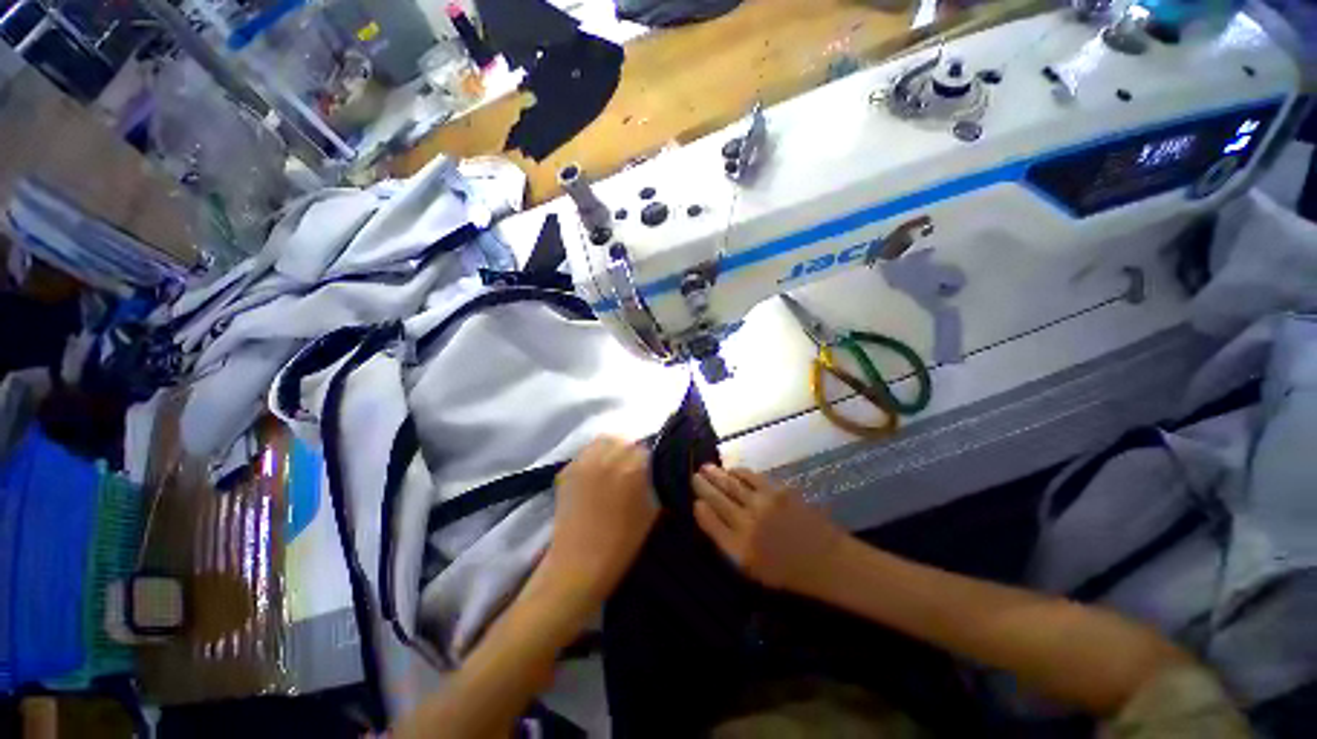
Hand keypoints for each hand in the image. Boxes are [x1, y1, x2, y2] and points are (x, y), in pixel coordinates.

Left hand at [543, 436, 658, 603]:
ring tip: (612, 467)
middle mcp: (607, 457)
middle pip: (622, 439)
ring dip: (610, 449)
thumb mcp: (651, 511)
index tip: (648, 469)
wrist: (578, 565)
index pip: (645, 448)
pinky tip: (594, 476)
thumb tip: (655, 470)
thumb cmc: (622, 543)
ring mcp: (584, 462)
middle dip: (629, 450)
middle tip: (631, 467)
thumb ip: (654, 483)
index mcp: (632, 467)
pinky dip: (592, 458)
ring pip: (601, 441)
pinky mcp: (566, 471)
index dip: (648, 459)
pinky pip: (584, 454)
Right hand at [692, 465, 845, 590]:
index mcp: (739, 550)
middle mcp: (747, 524)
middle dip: (703, 486)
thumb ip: (728, 543)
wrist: (826, 560)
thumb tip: (709, 515)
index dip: (700, 509)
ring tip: (706, 467)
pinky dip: (738, 472)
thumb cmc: (788, 570)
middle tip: (694, 475)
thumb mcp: (752, 569)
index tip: (694, 500)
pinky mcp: (776, 491)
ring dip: (716, 474)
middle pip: (718, 499)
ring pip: (731, 484)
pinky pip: (750, 477)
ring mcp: (762, 505)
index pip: (710, 523)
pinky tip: (732, 470)